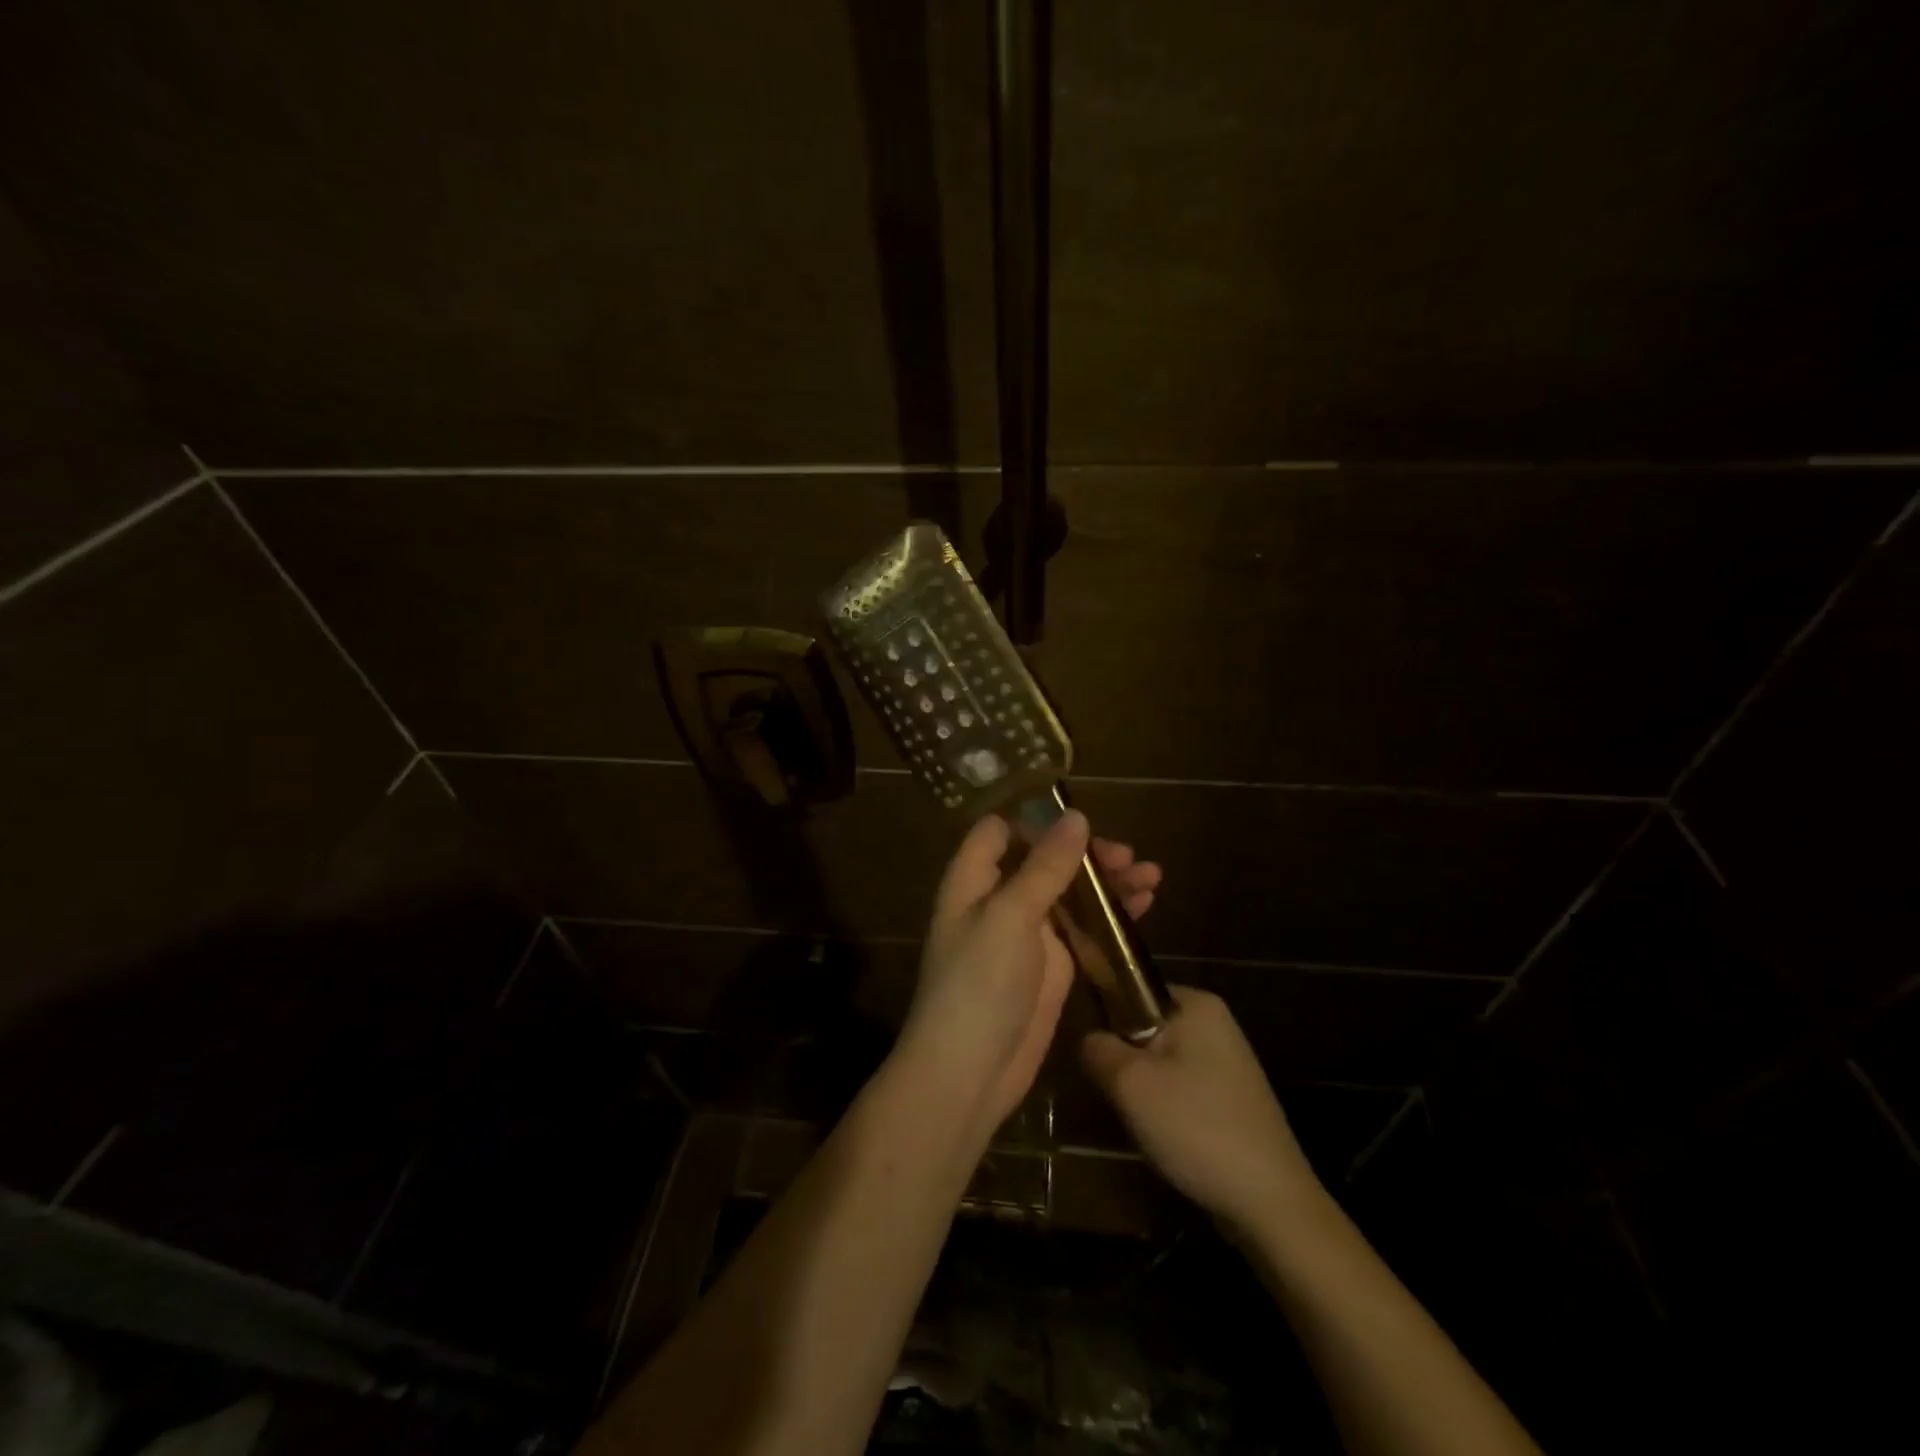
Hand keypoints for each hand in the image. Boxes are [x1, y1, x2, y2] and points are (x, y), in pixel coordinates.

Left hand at [902, 811, 1162, 1128]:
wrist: (970, 1072)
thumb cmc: (979, 984)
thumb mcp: (1010, 916)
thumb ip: (1044, 866)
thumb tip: (1075, 816)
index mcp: (973, 880)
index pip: (999, 831)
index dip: (1035, 819)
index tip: (1079, 818)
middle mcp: (998, 900)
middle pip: (1043, 859)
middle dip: (1085, 852)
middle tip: (1127, 856)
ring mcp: (1028, 934)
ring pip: (1070, 893)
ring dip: (1107, 881)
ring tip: (1152, 875)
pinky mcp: (1053, 965)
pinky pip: (1084, 928)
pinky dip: (1112, 915)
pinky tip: (1145, 904)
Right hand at [1081, 987, 1318, 1235]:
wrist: (1270, 1204)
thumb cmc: (1196, 1127)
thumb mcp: (1129, 1084)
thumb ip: (1097, 1048)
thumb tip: (1088, 1039)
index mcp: (1197, 1003)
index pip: (1132, 989)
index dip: (1106, 1018)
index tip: (1095, 1056)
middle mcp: (1216, 1022)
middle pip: (1145, 1028)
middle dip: (1125, 1060)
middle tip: (1115, 1094)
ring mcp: (1228, 1061)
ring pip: (1160, 1062)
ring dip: (1143, 1089)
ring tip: (1137, 1120)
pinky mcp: (1232, 1098)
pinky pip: (1181, 1088)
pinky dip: (1166, 1108)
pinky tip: (1163, 1137)